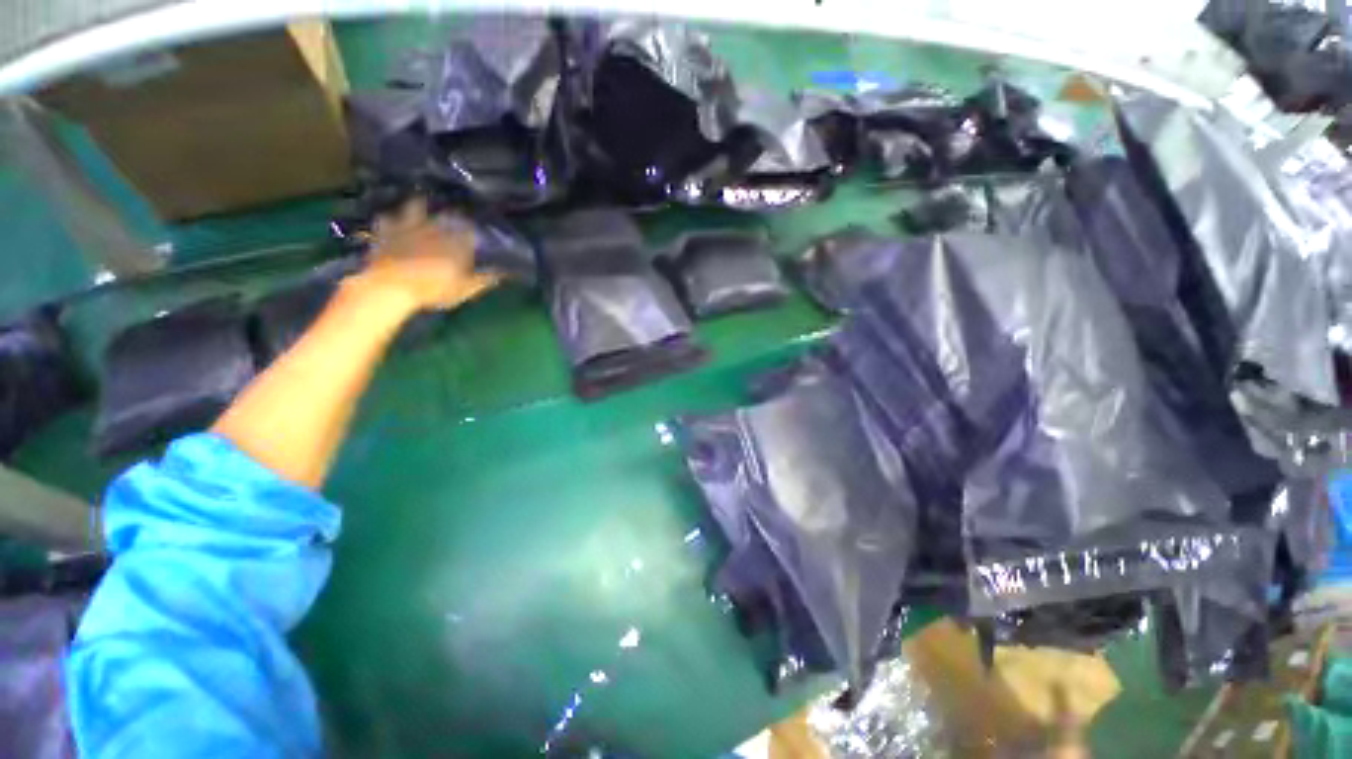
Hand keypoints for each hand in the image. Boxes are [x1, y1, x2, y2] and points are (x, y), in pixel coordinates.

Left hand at [357, 198, 501, 311]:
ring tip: (422, 207)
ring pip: (415, 208)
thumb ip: (483, 280)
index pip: (470, 231)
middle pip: (446, 216)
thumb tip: (502, 274)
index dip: (473, 232)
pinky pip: (387, 219)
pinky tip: (392, 221)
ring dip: (420, 207)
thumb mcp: (464, 289)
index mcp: (455, 243)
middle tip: (452, 218)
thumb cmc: (433, 290)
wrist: (392, 286)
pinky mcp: (386, 231)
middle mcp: (434, 229)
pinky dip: (391, 220)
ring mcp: (409, 227)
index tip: (476, 234)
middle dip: (451, 216)